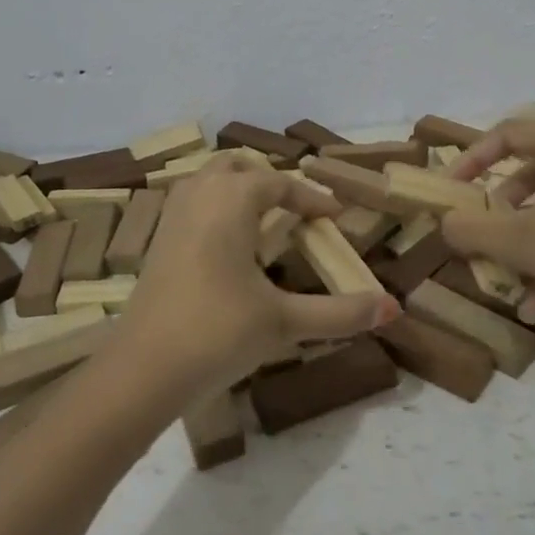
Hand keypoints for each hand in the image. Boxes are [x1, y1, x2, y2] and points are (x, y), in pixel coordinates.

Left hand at [112, 156, 400, 395]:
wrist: (142, 368)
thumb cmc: (217, 332)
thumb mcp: (284, 322)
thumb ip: (339, 313)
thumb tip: (391, 309)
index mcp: (233, 200)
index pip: (280, 183)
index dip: (311, 197)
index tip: (335, 214)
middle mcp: (200, 195)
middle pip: (237, 166)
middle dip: (268, 180)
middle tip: (295, 210)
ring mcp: (173, 216)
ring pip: (207, 179)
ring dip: (237, 188)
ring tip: (263, 221)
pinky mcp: (157, 240)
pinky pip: (191, 202)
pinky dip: (214, 206)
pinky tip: (227, 246)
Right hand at [442, 120, 534, 343]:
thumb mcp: (525, 240)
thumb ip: (477, 230)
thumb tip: (444, 223)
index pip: (509, 133)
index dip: (474, 158)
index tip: (452, 188)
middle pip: (530, 176)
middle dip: (500, 212)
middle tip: (479, 232)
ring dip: (525, 250)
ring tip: (503, 283)